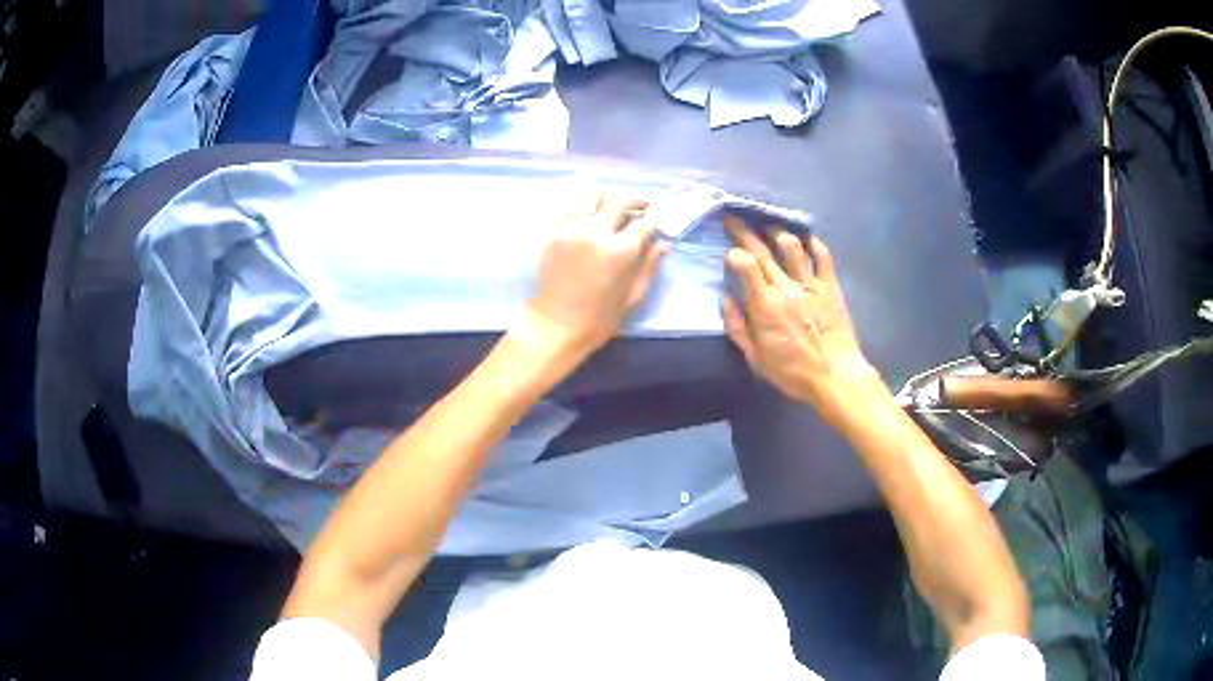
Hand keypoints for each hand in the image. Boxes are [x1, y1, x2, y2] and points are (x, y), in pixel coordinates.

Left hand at [522, 192, 666, 357]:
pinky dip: (582, 204)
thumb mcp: (632, 297)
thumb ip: (649, 266)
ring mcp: (571, 229)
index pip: (644, 223)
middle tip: (641, 206)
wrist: (556, 325)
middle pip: (619, 200)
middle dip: (635, 200)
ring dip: (608, 196)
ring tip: (613, 205)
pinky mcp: (552, 232)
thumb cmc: (599, 319)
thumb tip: (662, 243)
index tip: (657, 223)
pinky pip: (568, 206)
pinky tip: (588, 212)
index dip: (654, 220)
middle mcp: (596, 232)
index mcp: (620, 251)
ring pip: (592, 195)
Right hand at [722, 216, 878, 419]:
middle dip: (745, 232)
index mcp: (765, 306)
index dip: (734, 253)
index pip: (746, 265)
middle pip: (763, 251)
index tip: (728, 249)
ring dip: (778, 233)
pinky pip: (823, 257)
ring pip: (792, 248)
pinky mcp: (830, 287)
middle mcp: (786, 288)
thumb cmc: (792, 372)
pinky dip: (814, 244)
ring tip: (770, 228)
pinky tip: (806, 239)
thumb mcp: (756, 359)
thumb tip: (726, 300)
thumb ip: (738, 328)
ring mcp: (811, 285)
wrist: (835, 376)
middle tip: (734, 218)